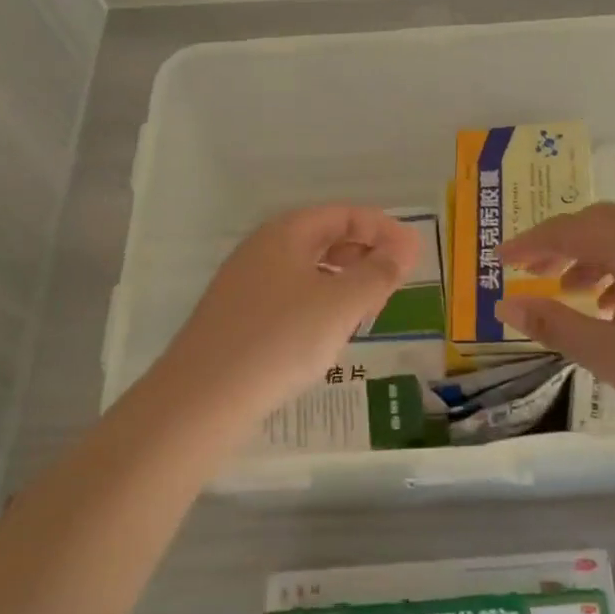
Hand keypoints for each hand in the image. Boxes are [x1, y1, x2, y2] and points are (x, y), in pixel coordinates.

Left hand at [154, 205, 421, 418]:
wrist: (201, 399)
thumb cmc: (280, 339)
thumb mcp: (341, 303)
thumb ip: (379, 272)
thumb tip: (406, 246)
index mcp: (286, 233)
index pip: (344, 214)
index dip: (383, 229)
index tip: (413, 255)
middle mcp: (262, 249)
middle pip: (323, 237)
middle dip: (364, 252)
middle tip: (394, 280)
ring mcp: (244, 284)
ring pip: (306, 269)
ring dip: (343, 279)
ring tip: (368, 307)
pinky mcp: (236, 319)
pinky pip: (289, 296)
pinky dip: (319, 302)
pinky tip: (327, 333)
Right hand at [496, 203, 614, 479]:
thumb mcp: (609, 353)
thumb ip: (555, 323)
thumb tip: (508, 302)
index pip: (569, 229)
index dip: (531, 242)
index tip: (500, 259)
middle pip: (600, 223)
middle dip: (562, 242)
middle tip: (533, 268)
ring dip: (593, 257)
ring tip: (572, 291)